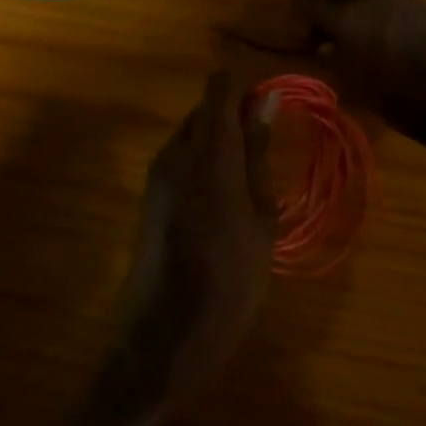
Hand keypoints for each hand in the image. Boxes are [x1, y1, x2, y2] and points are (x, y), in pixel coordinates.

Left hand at [89, 73, 275, 425]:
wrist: (168, 337)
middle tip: (272, 145)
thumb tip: (266, 99)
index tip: (275, 105)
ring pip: (192, 137)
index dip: (247, 89)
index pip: (220, 88)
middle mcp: (173, 153)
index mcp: (207, 151)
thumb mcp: (260, 215)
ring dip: (221, 143)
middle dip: (236, 117)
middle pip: (204, 111)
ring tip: (255, 173)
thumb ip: (258, 153)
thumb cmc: (231, 278)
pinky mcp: (150, 198)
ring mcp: (156, 176)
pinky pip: (181, 162)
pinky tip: (229, 197)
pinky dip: (206, 165)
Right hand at [301, 0, 425, 137]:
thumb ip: (334, 60)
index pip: (311, 3)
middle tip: (331, 19)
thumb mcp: (355, 86)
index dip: (301, 13)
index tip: (300, 25)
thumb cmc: (400, 99)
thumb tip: (324, 46)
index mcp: (348, 17)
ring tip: (360, 18)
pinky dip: (383, 2)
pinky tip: (388, 26)